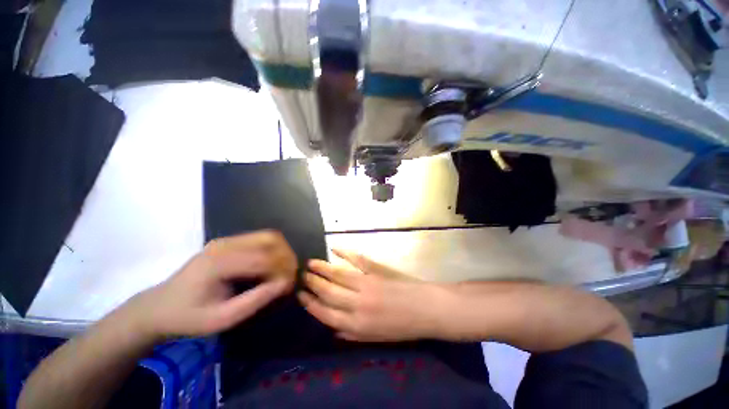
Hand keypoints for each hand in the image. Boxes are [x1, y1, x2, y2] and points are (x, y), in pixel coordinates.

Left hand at [124, 230, 296, 339]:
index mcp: (219, 263)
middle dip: (287, 257)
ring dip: (282, 251)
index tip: (290, 286)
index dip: (283, 270)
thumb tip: (285, 284)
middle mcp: (225, 244)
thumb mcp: (221, 319)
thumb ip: (255, 300)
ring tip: (284, 270)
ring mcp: (226, 240)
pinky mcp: (228, 241)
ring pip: (269, 236)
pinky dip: (274, 249)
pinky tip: (272, 265)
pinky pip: (261, 238)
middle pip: (271, 239)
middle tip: (290, 276)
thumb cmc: (188, 317)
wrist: (159, 307)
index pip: (264, 258)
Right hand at [298, 249, 445, 341]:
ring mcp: (367, 283)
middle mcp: (357, 304)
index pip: (326, 313)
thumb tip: (333, 329)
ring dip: (322, 268)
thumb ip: (352, 334)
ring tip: (310, 263)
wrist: (426, 308)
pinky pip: (357, 259)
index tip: (300, 295)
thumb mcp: (376, 338)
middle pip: (328, 292)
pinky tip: (334, 248)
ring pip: (338, 274)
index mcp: (357, 325)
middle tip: (302, 276)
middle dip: (313, 284)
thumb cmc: (402, 327)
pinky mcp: (376, 270)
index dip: (311, 304)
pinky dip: (345, 253)